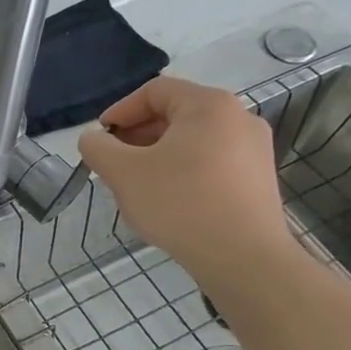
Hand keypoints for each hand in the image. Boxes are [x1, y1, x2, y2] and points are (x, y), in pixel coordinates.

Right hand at [77, 76, 294, 284]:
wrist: (243, 258)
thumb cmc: (179, 203)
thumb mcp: (122, 172)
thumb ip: (98, 148)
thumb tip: (93, 140)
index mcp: (209, 106)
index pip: (154, 91)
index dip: (120, 111)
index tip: (100, 138)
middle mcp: (238, 118)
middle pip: (175, 114)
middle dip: (137, 135)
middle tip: (113, 163)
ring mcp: (254, 150)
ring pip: (192, 140)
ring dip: (157, 155)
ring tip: (136, 184)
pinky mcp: (258, 179)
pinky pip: (210, 162)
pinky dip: (182, 171)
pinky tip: (167, 200)